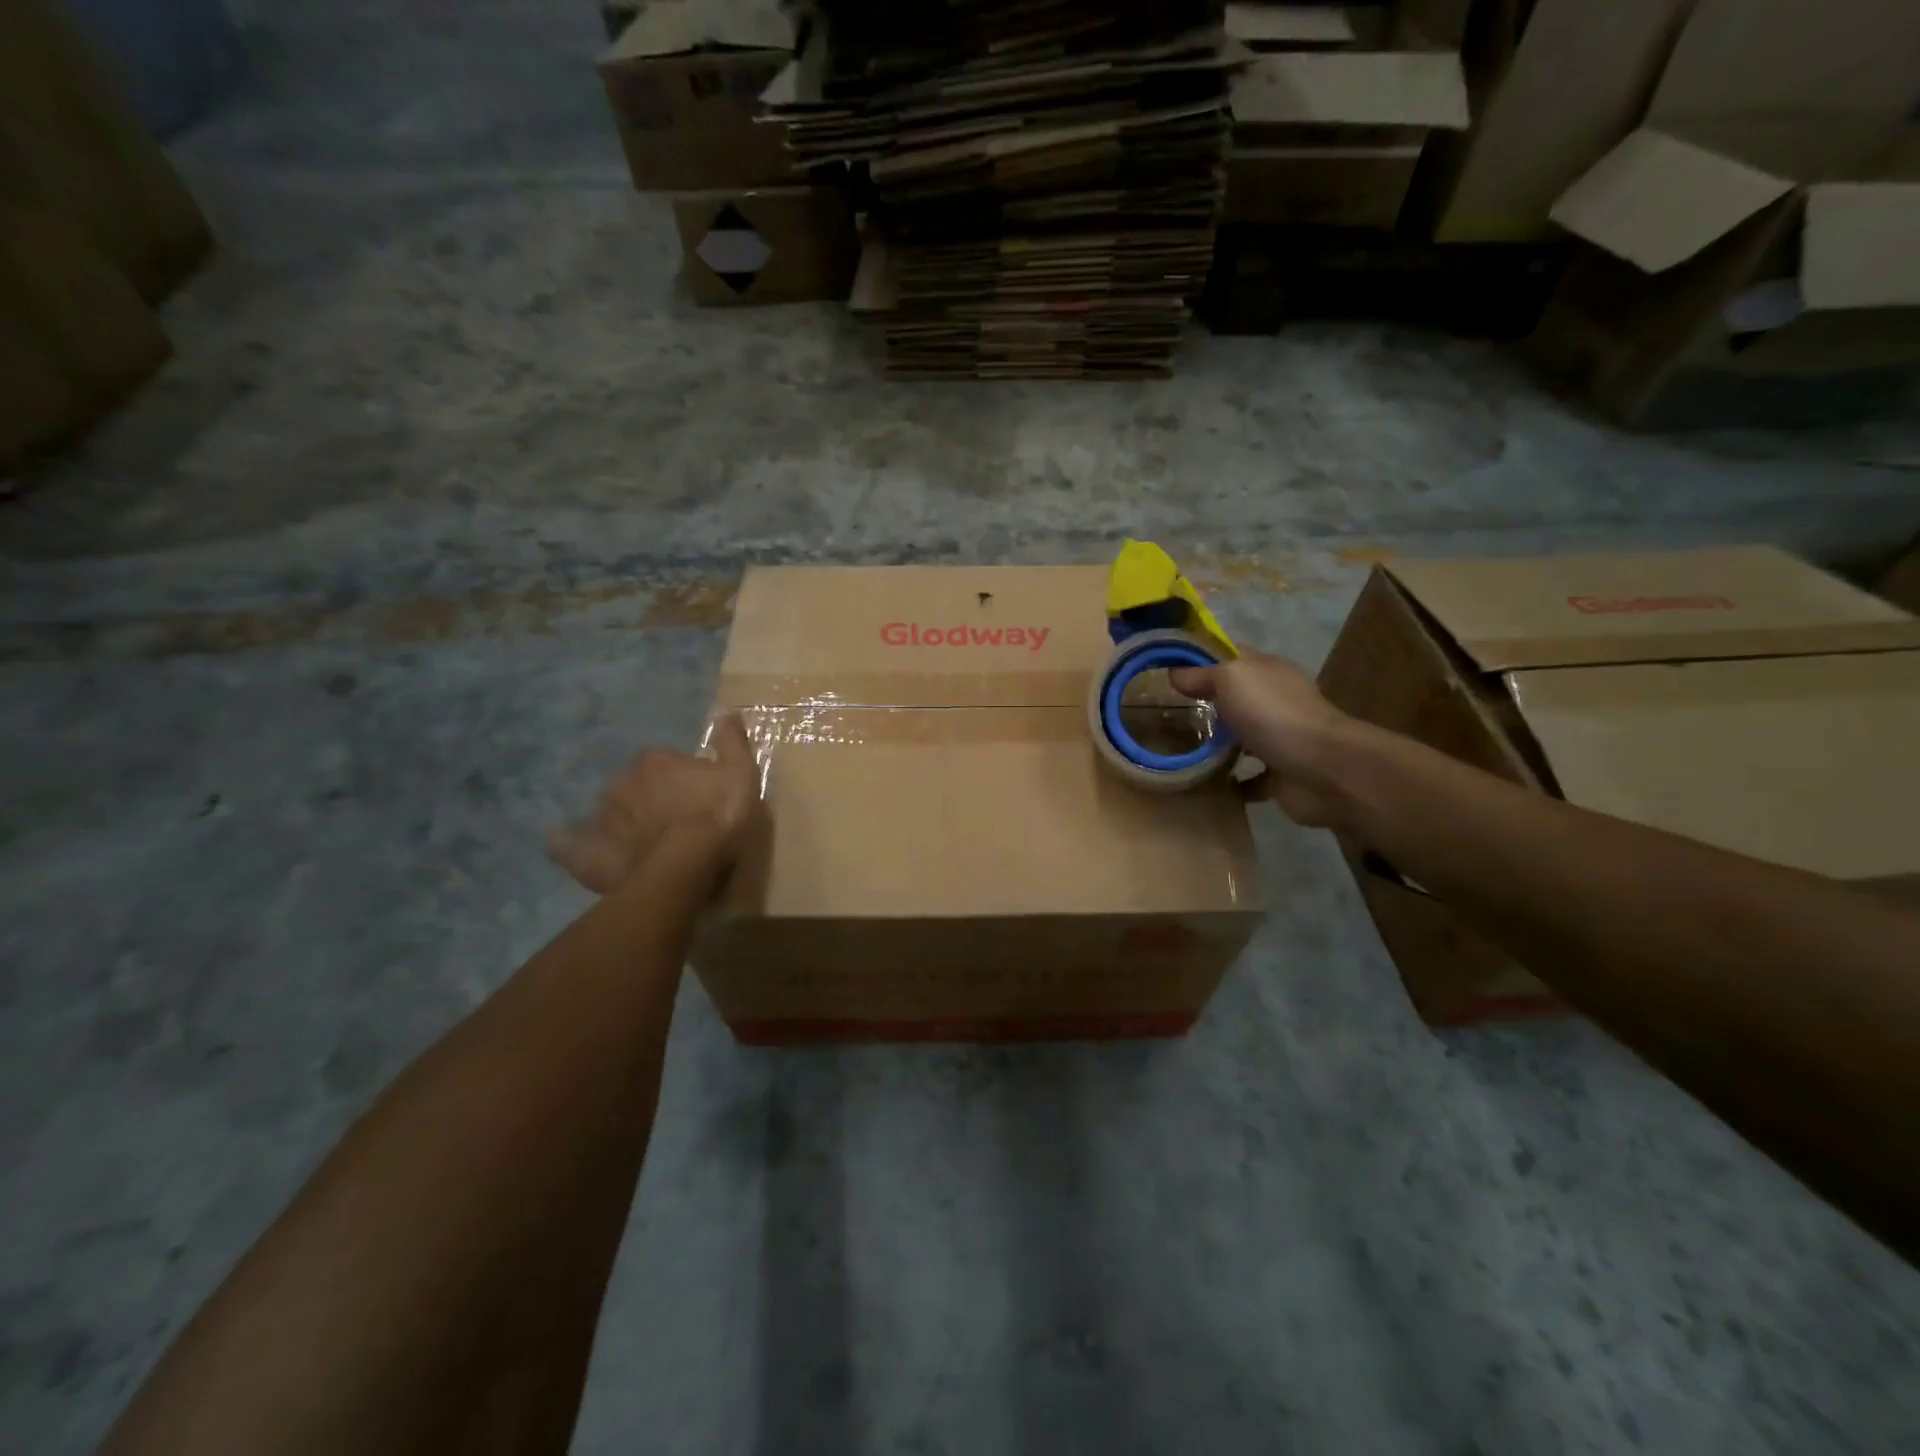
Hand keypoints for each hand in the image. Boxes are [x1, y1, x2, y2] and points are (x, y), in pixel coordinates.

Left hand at [548, 714, 761, 894]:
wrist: (687, 865)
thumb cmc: (718, 816)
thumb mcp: (741, 774)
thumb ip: (732, 742)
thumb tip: (726, 710)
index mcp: (656, 761)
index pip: (663, 762)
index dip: (678, 779)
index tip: (694, 796)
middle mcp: (623, 782)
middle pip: (633, 786)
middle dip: (646, 798)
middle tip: (668, 821)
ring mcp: (602, 817)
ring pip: (609, 813)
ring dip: (621, 823)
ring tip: (639, 845)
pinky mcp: (586, 851)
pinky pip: (568, 845)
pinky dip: (572, 845)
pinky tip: (583, 852)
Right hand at [1169, 652, 1351, 826]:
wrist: (1323, 770)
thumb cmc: (1274, 715)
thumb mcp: (1231, 679)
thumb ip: (1202, 675)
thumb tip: (1173, 673)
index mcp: (1266, 671)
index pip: (1229, 655)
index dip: (1198, 659)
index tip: (1163, 671)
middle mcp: (1274, 701)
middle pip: (1233, 698)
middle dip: (1202, 705)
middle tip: (1162, 715)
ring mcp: (1279, 739)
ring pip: (1240, 738)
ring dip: (1214, 745)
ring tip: (1177, 750)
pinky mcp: (1280, 776)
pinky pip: (1249, 779)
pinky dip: (1230, 783)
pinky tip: (1203, 784)